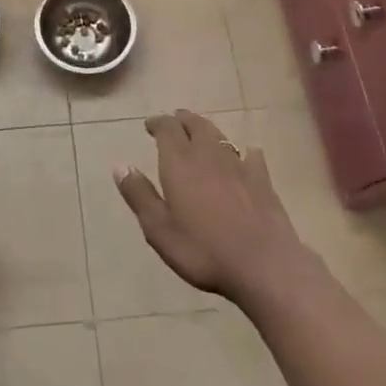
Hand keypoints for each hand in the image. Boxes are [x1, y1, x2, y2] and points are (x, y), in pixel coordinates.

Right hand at [114, 109, 313, 308]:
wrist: (265, 265)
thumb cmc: (204, 251)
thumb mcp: (159, 230)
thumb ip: (140, 196)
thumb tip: (121, 166)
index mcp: (180, 163)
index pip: (167, 129)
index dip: (158, 123)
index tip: (149, 125)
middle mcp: (208, 155)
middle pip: (195, 125)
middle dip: (182, 120)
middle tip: (174, 121)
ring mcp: (239, 165)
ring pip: (220, 136)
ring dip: (207, 130)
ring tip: (200, 132)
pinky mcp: (262, 180)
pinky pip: (251, 156)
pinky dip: (244, 151)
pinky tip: (247, 154)